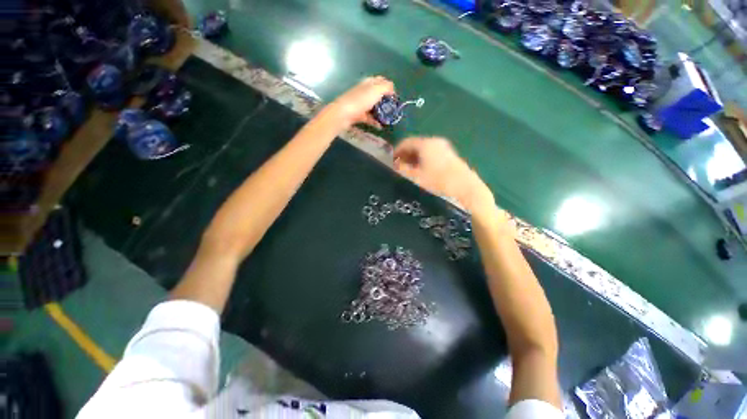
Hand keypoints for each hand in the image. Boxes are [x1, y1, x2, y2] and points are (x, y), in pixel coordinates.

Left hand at [326, 76, 394, 128]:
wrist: (344, 114)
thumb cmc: (361, 100)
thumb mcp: (376, 90)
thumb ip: (386, 87)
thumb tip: (392, 88)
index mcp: (368, 83)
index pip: (381, 81)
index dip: (389, 87)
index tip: (395, 96)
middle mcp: (364, 91)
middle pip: (377, 95)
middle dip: (385, 101)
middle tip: (393, 109)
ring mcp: (360, 104)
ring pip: (373, 107)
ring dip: (381, 112)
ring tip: (388, 119)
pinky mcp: (358, 115)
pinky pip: (369, 118)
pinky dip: (375, 121)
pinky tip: (380, 126)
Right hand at [394, 137, 494, 215]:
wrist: (465, 187)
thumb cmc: (437, 181)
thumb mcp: (416, 177)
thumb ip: (403, 169)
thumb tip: (395, 165)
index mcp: (425, 144)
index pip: (406, 142)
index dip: (397, 150)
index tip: (391, 160)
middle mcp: (435, 141)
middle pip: (416, 144)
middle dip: (406, 154)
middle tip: (399, 165)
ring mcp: (444, 147)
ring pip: (424, 149)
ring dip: (414, 157)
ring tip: (409, 169)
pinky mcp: (450, 154)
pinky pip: (432, 153)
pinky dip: (423, 159)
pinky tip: (422, 170)